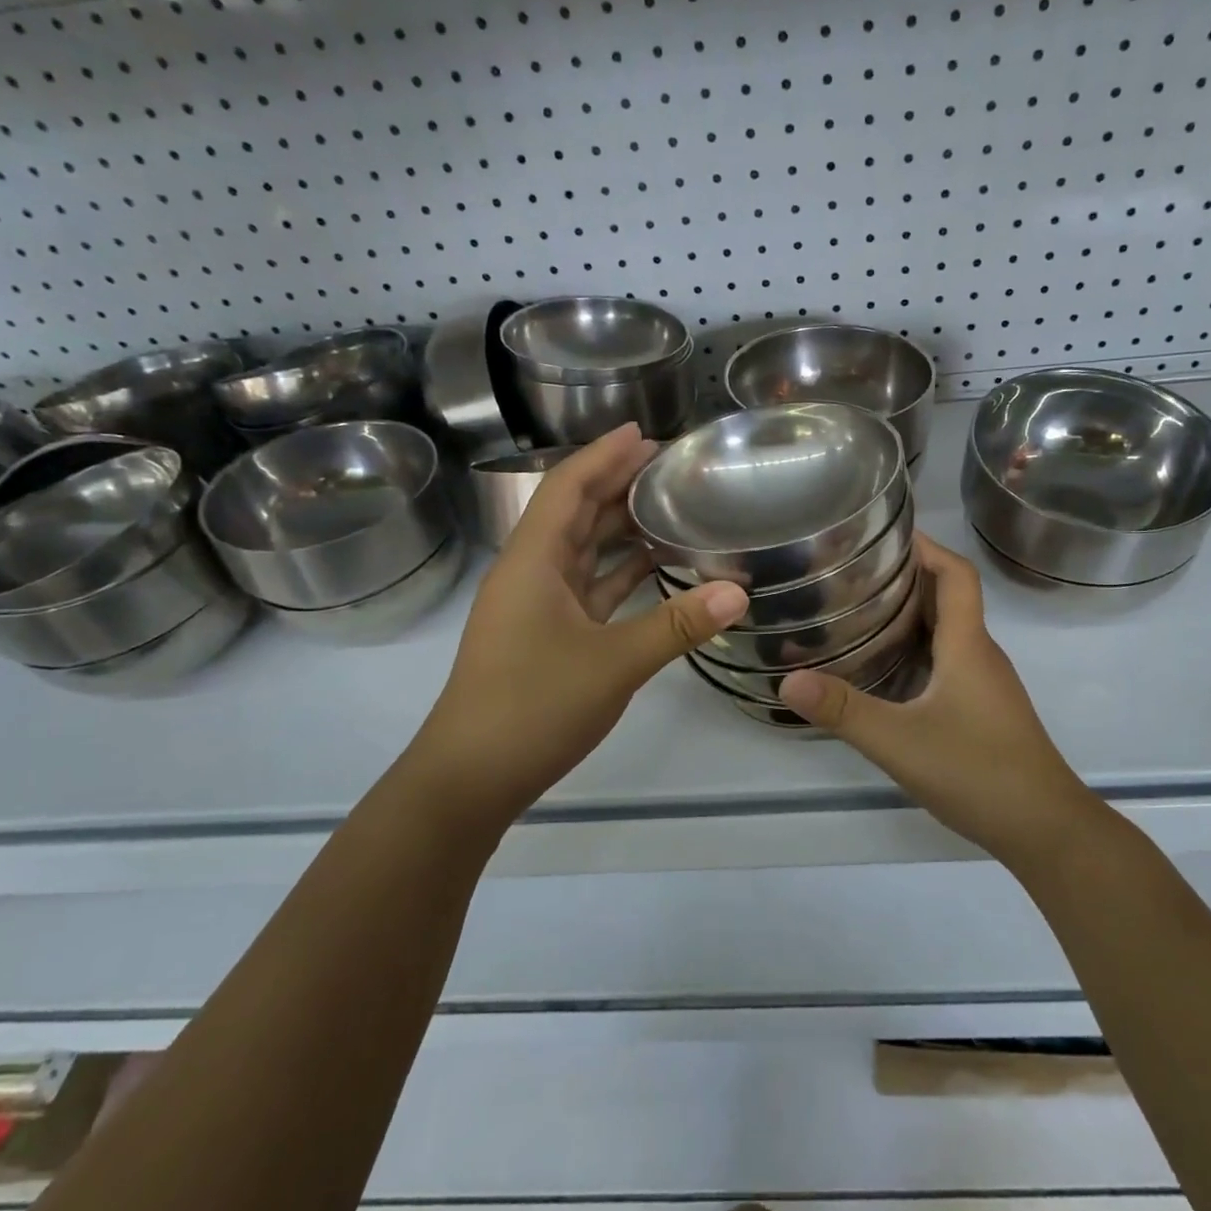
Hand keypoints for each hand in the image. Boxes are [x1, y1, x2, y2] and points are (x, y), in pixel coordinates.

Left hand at [413, 425, 747, 829]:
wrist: (471, 777)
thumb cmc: (533, 708)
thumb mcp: (614, 664)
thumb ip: (677, 625)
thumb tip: (739, 593)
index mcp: (532, 561)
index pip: (568, 487)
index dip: (603, 455)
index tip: (644, 432)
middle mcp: (530, 573)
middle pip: (574, 512)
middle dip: (616, 483)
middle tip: (669, 466)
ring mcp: (536, 606)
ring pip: (581, 550)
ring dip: (619, 527)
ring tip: (668, 505)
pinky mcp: (546, 635)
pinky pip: (587, 586)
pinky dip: (618, 571)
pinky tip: (653, 565)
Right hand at [778, 533, 1093, 861]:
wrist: (1046, 829)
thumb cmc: (979, 772)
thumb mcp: (900, 741)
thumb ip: (843, 711)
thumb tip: (788, 680)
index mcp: (968, 645)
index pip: (956, 574)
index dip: (927, 547)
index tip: (886, 533)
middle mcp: (981, 654)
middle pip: (950, 598)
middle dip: (907, 576)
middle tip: (855, 572)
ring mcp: (986, 685)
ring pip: (949, 632)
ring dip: (912, 614)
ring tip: (860, 611)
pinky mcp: (984, 710)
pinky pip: (949, 661)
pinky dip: (918, 649)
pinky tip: (886, 670)